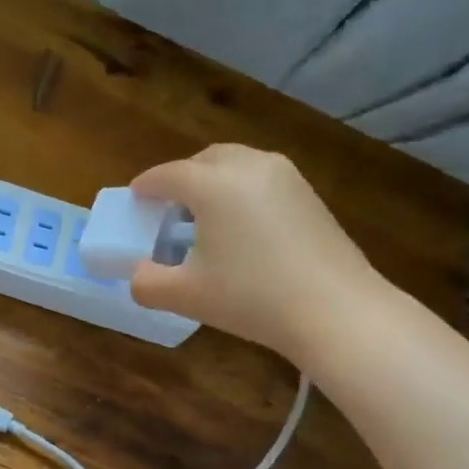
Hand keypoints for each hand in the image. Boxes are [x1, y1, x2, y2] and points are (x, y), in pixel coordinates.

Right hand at [128, 144, 388, 360]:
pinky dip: (240, 191)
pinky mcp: (308, 194)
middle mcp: (248, 166)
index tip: (135, 197)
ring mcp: (285, 176)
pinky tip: (240, 226)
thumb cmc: (251, 297)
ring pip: (237, 165)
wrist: (334, 309)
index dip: (146, 186)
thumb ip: (147, 283)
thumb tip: (138, 273)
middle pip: (204, 159)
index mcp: (213, 184)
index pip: (168, 175)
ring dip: (213, 181)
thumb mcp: (185, 296)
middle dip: (181, 177)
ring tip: (203, 216)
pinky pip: (261, 179)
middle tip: (168, 207)